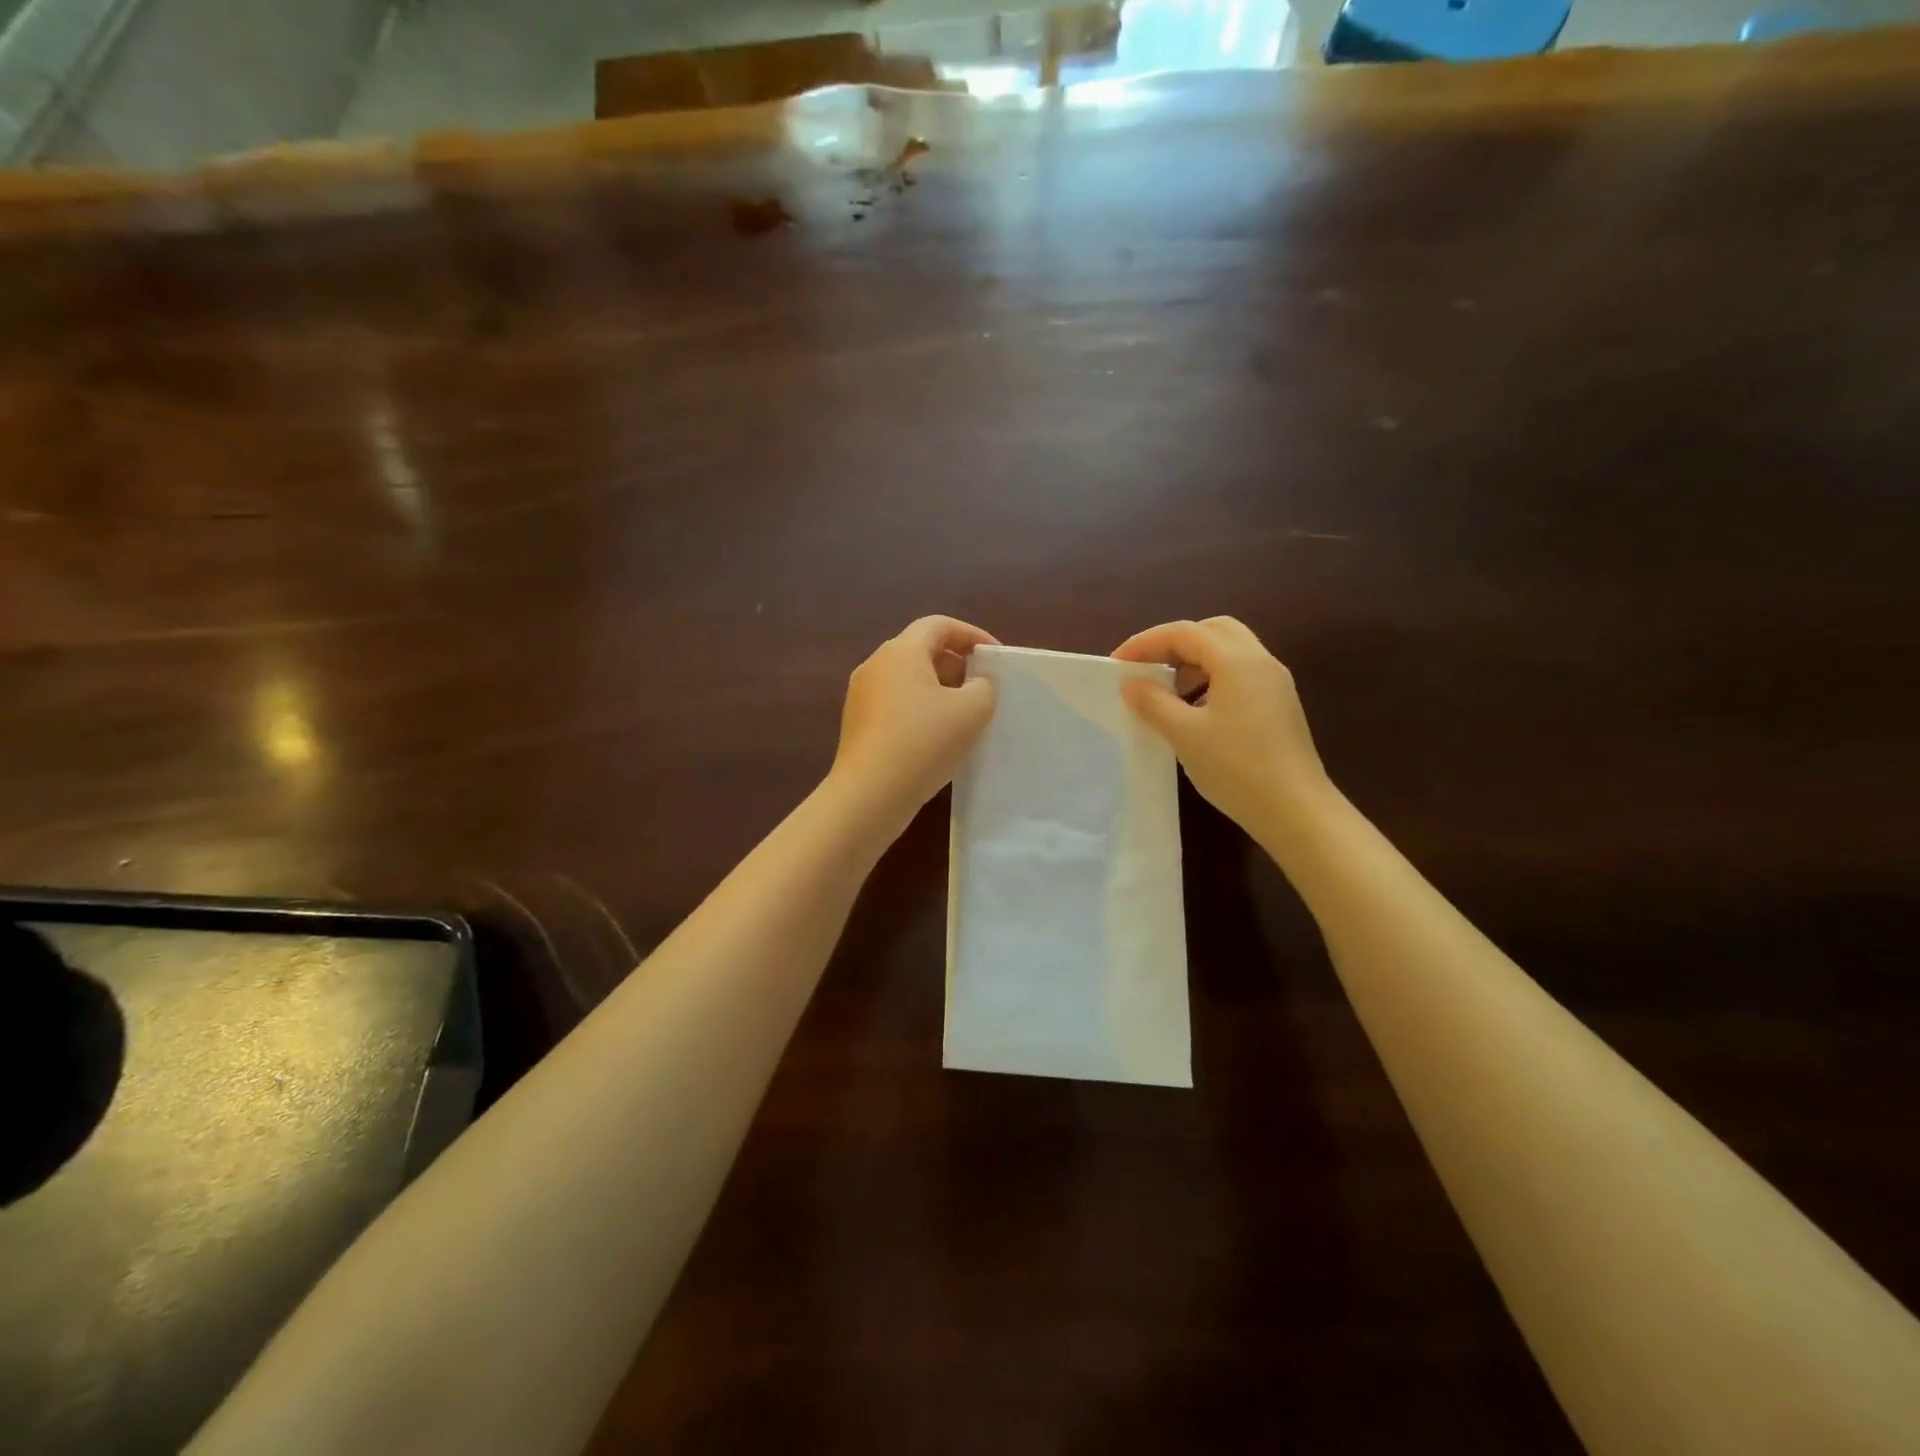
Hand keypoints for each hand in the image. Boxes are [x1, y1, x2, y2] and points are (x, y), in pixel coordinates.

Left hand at [830, 616, 998, 835]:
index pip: (939, 625)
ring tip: (964, 714)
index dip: (972, 635)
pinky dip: (920, 709)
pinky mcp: (857, 724)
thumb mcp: (972, 711)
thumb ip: (984, 687)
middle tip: (982, 686)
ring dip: (938, 688)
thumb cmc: (923, 742)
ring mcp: (861, 695)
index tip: (995, 657)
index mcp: (901, 651)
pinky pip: (895, 703)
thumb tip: (975, 683)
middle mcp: (876, 665)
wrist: (869, 795)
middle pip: (921, 649)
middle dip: (956, 663)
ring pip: (907, 679)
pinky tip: (937, 737)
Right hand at [1113, 617, 1330, 832]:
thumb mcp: (1184, 734)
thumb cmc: (1236, 768)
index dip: (1146, 642)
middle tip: (1147, 667)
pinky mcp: (1279, 705)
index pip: (1185, 633)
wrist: (1296, 810)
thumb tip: (1131, 683)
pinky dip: (1212, 678)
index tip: (1117, 663)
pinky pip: (1241, 674)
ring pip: (1229, 652)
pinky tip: (1196, 710)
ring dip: (1194, 661)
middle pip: (1212, 631)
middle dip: (1174, 643)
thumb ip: (1153, 703)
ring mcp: (1274, 683)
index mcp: (1237, 661)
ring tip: (1167, 690)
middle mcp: (1260, 661)